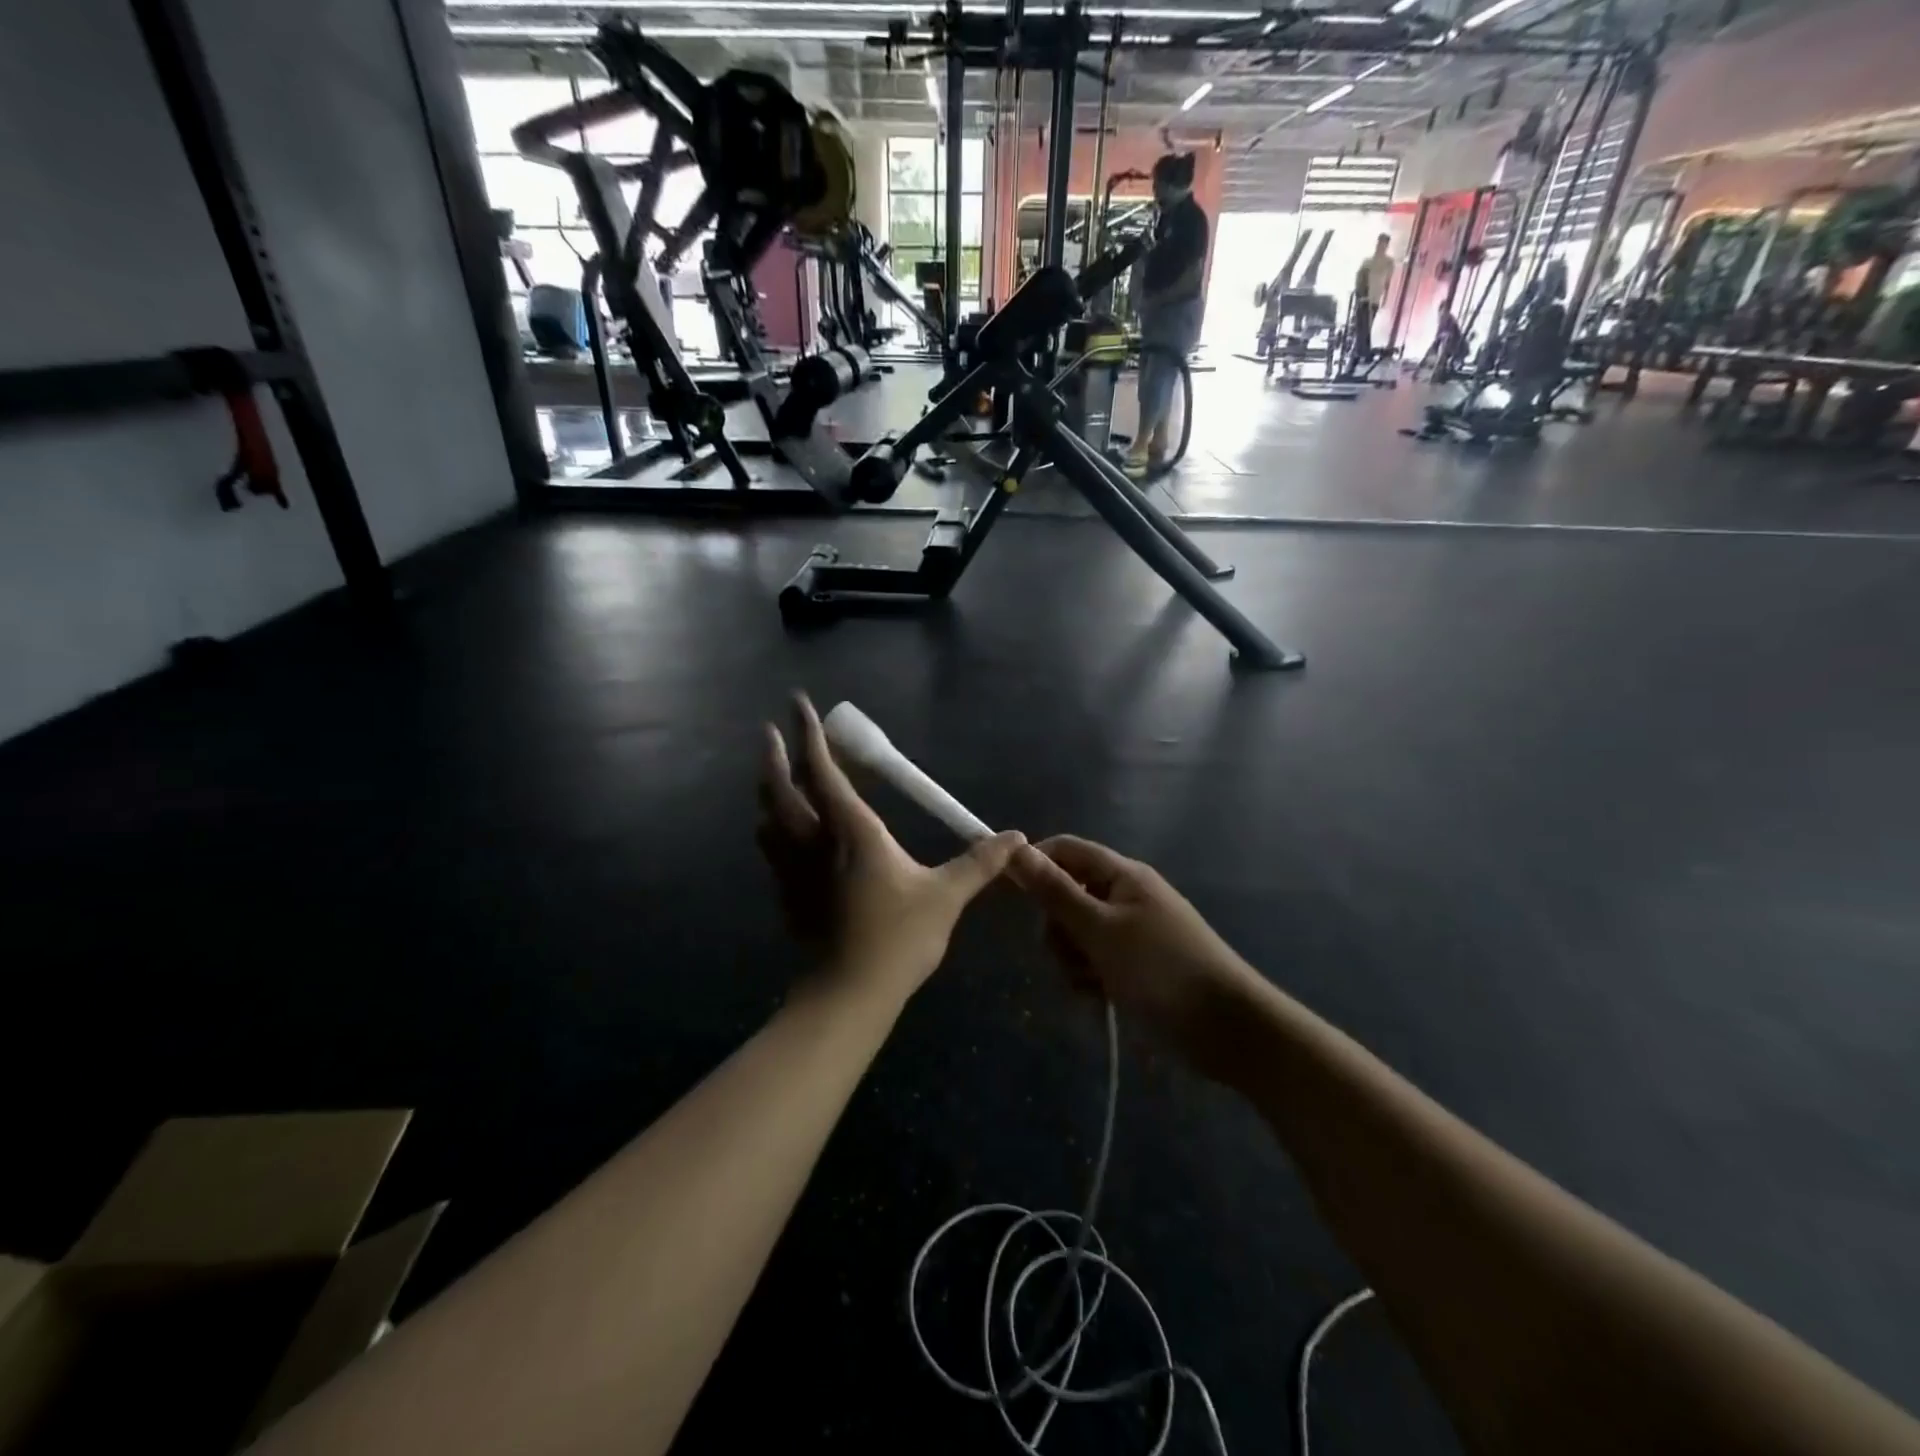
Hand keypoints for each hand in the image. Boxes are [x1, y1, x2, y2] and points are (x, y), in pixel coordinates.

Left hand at [758, 694, 1024, 1005]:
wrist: (848, 994)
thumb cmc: (898, 938)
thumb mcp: (946, 897)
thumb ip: (978, 863)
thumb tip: (1016, 838)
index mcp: (851, 831)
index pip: (823, 771)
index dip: (809, 734)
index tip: (797, 703)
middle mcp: (814, 841)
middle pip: (781, 789)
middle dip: (773, 756)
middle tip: (767, 734)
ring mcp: (794, 870)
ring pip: (769, 819)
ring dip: (767, 792)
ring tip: (771, 777)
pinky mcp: (788, 896)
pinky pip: (772, 850)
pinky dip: (772, 830)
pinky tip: (777, 835)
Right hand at [1013, 836, 1266, 1078]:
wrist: (1228, 1030)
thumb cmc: (1161, 970)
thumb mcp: (1100, 929)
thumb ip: (1056, 891)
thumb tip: (1017, 848)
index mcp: (1122, 875)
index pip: (1065, 850)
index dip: (1034, 865)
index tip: (1006, 893)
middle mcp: (1126, 896)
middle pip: (1067, 894)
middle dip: (1057, 927)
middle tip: (1069, 954)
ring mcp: (1132, 932)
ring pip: (1077, 932)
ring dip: (1072, 958)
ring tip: (1090, 983)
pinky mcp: (1136, 965)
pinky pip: (1095, 959)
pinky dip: (1089, 976)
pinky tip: (1099, 998)